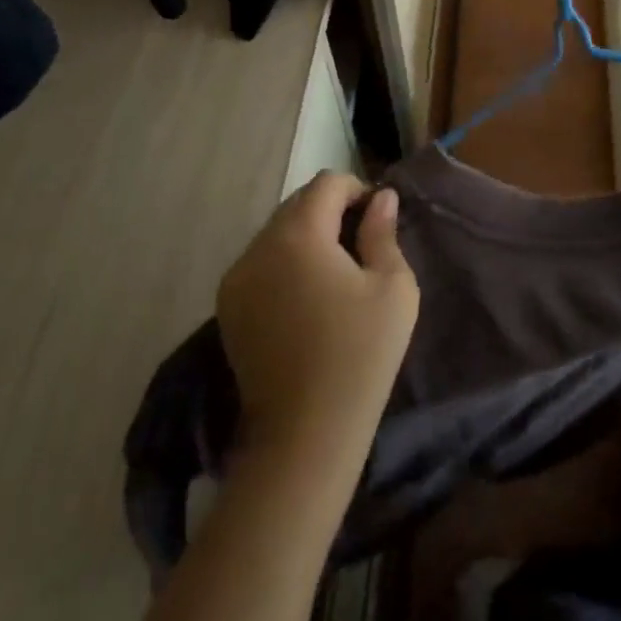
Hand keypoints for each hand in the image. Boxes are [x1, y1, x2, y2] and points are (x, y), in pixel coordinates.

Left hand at [216, 173, 419, 474]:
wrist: (304, 437)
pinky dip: (285, 262)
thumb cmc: (359, 355)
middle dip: (331, 211)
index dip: (357, 190)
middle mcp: (258, 246)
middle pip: (298, 204)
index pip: (327, 184)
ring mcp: (236, 278)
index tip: (378, 219)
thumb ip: (384, 233)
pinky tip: (307, 297)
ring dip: (307, 236)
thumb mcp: (392, 288)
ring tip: (336, 272)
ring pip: (277, 232)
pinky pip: (260, 262)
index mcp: (298, 234)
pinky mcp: (227, 307)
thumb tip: (380, 198)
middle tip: (362, 244)